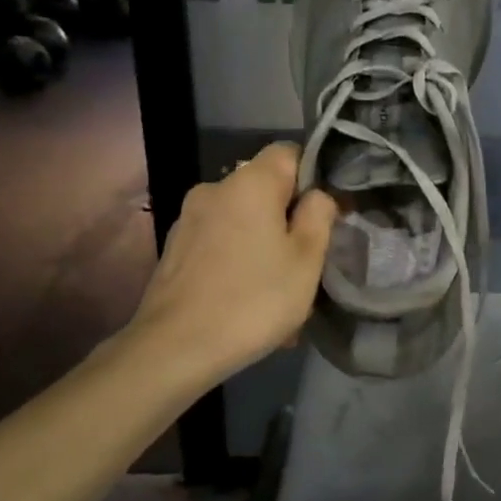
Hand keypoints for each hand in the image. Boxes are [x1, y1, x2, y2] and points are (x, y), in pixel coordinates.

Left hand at [128, 143, 337, 383]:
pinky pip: (220, 244)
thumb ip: (319, 216)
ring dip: (263, 246)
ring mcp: (189, 219)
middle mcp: (214, 189)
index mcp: (250, 183)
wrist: (176, 347)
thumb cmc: (254, 299)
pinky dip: (238, 262)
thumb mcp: (307, 260)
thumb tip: (318, 196)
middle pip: (264, 190)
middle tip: (306, 263)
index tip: (325, 215)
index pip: (289, 153)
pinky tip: (246, 300)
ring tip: (277, 292)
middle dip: (288, 219)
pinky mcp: (175, 248)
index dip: (313, 177)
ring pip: (242, 221)